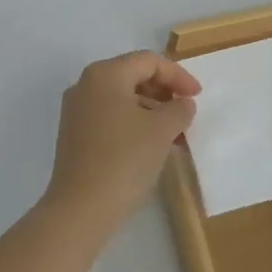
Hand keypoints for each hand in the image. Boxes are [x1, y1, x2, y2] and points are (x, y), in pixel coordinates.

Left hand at [43, 51, 200, 229]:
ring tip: (173, 134)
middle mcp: (86, 84)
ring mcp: (76, 110)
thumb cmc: (124, 160)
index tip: (198, 96)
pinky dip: (133, 122)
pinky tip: (150, 145)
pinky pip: (110, 115)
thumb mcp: (162, 131)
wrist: (80, 210)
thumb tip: (183, 104)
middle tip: (185, 112)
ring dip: (151, 109)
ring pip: (122, 97)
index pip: (148, 61)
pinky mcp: (74, 134)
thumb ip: (179, 109)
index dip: (178, 75)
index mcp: (105, 74)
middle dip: (164, 92)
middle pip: (133, 75)